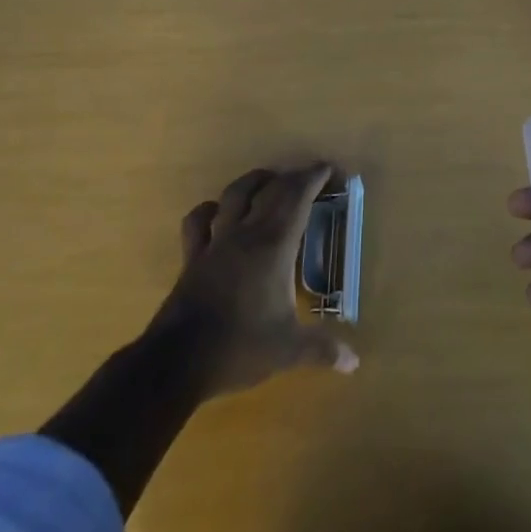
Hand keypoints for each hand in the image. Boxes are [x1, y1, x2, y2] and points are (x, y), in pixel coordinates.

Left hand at [152, 164, 358, 399]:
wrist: (176, 362)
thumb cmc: (239, 347)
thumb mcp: (288, 350)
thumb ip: (322, 349)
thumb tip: (354, 362)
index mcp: (274, 246)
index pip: (297, 198)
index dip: (314, 178)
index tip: (329, 169)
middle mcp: (246, 234)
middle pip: (271, 190)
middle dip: (293, 177)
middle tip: (310, 177)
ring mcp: (216, 242)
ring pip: (234, 195)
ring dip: (254, 182)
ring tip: (268, 180)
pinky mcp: (192, 257)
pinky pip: (198, 222)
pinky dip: (210, 209)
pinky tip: (217, 211)